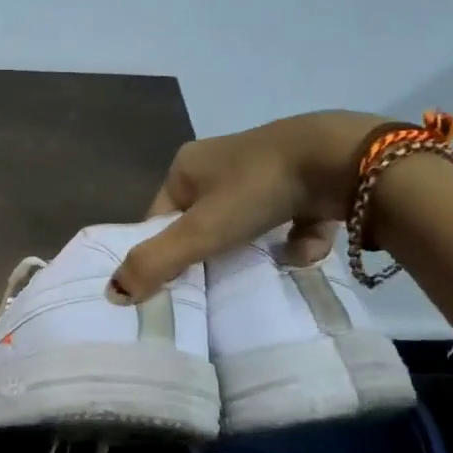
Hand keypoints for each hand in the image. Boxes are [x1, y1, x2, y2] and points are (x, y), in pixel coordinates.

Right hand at [111, 110, 392, 301]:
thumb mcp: (200, 231)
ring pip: (247, 220)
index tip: (178, 282)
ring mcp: (266, 166)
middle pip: (204, 220)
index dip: (165, 249)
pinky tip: (307, 246)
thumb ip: (155, 262)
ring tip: (265, 266)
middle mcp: (222, 160)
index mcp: (188, 165)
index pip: (161, 216)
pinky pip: (289, 216)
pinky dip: (295, 236)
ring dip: (255, 247)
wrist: (341, 158)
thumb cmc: (256, 190)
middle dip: (213, 251)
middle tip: (219, 281)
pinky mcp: (306, 176)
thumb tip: (111, 293)